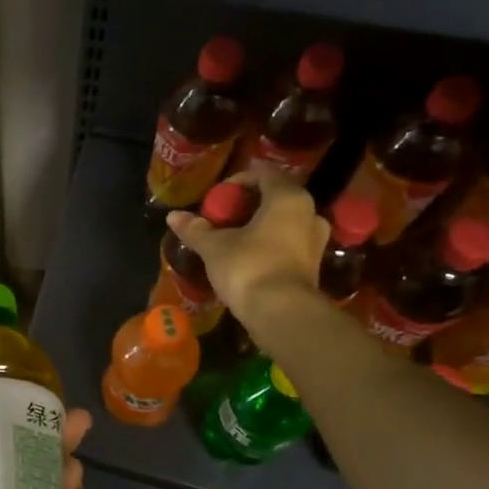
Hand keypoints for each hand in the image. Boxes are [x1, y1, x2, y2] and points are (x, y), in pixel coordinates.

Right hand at [166, 171, 329, 342]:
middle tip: (223, 216)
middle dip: (249, 204)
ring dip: (260, 225)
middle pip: (276, 198)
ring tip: (234, 237)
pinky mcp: (313, 265)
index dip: (238, 180)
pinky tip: (249, 256)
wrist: (281, 314)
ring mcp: (315, 241)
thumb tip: (173, 216)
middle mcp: (309, 213)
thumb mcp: (214, 247)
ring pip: (284, 221)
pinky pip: (289, 243)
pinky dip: (269, 243)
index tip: (217, 196)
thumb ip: (195, 229)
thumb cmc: (248, 267)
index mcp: (288, 198)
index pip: (265, 174)